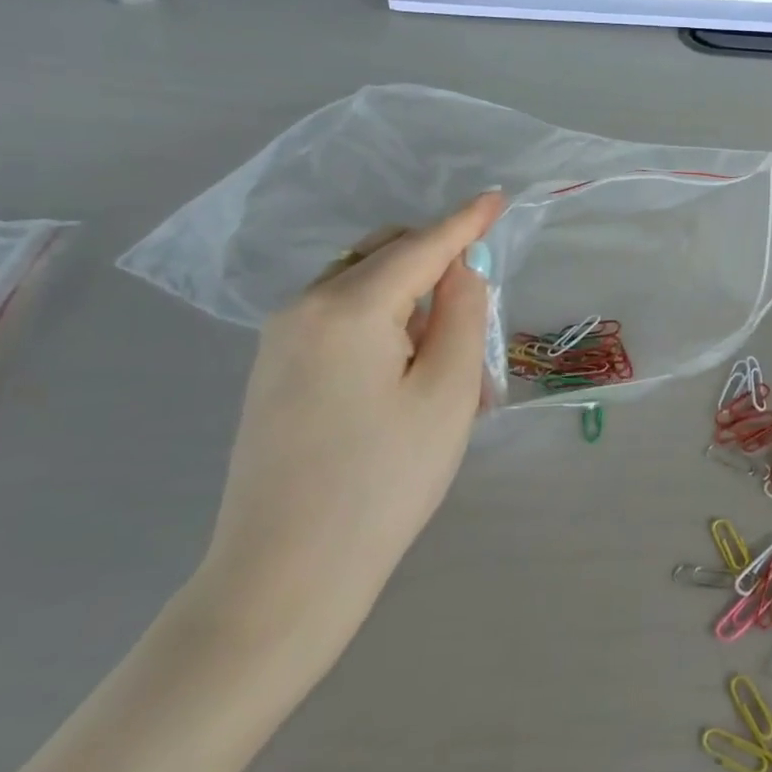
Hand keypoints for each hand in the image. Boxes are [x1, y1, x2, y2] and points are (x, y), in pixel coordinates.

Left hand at [185, 192, 506, 669]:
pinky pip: (341, 317)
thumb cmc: (384, 479)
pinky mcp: (274, 370)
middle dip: (437, 261)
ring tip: (447, 352)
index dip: (465, 221)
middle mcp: (303, 308)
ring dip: (411, 294)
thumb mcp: (447, 391)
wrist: (285, 574)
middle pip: (385, 255)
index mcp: (348, 307)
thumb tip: (462, 267)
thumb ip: (461, 313)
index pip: (421, 246)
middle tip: (480, 307)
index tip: (498, 197)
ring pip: (362, 284)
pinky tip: (404, 368)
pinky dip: (383, 320)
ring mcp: (279, 340)